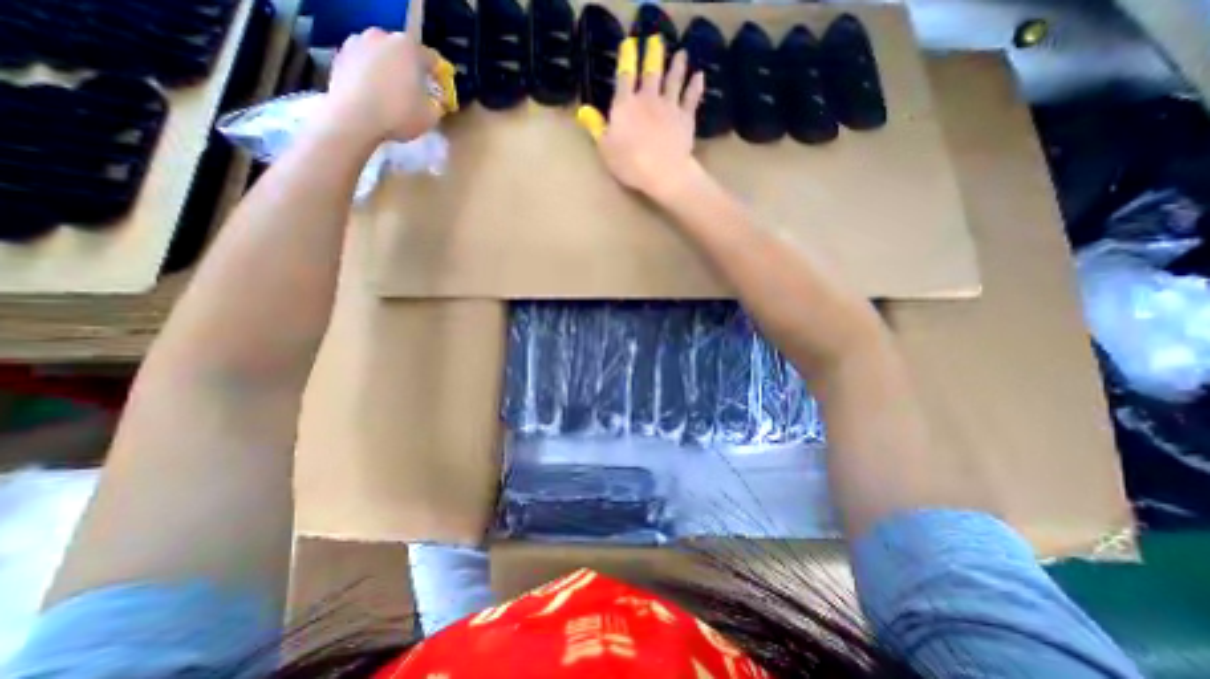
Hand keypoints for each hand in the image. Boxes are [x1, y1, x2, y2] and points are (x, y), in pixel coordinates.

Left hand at [320, 30, 445, 144]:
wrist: (354, 118)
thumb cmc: (399, 115)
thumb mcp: (430, 117)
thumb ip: (437, 104)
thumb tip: (436, 101)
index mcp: (408, 47)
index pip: (431, 58)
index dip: (438, 76)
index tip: (440, 91)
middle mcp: (382, 37)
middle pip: (403, 52)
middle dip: (411, 69)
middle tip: (417, 91)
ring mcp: (357, 42)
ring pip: (382, 56)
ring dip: (390, 70)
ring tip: (394, 93)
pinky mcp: (340, 55)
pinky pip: (364, 64)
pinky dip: (371, 75)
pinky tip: (376, 95)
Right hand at [580, 34, 706, 202]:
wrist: (664, 173)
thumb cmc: (631, 164)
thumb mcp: (606, 149)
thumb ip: (597, 128)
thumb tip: (584, 111)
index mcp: (625, 105)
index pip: (624, 76)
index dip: (626, 59)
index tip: (628, 45)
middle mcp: (647, 99)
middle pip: (651, 72)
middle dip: (652, 54)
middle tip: (655, 41)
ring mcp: (669, 106)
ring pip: (673, 80)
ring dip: (677, 65)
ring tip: (681, 54)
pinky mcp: (685, 117)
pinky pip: (691, 97)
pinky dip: (695, 85)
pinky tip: (699, 76)